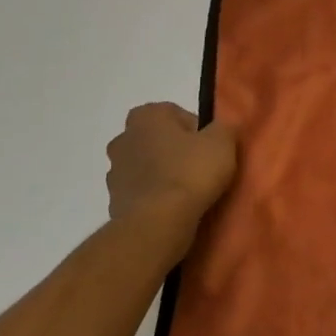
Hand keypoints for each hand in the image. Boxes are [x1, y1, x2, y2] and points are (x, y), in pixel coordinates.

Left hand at [106, 103, 238, 251]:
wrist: (158, 222)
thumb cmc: (191, 171)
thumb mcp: (223, 141)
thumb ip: (222, 127)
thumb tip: (218, 129)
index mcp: (146, 117)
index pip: (174, 113)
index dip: (195, 128)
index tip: (209, 146)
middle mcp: (123, 139)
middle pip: (157, 139)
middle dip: (175, 149)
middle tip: (199, 165)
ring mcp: (114, 172)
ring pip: (146, 166)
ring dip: (162, 173)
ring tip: (188, 190)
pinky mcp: (113, 201)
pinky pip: (141, 192)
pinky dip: (154, 196)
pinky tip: (174, 207)